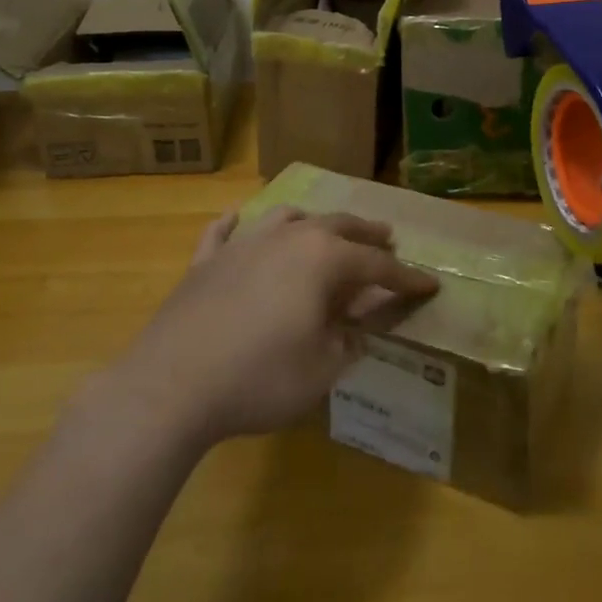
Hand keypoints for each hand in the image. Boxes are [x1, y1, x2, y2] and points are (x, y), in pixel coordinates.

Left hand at [108, 207, 438, 447]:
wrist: (172, 386)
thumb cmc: (260, 378)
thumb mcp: (323, 369)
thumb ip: (350, 339)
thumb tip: (361, 325)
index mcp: (324, 260)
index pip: (378, 266)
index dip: (407, 278)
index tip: (429, 284)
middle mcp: (289, 237)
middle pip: (340, 226)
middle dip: (368, 234)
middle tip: (388, 239)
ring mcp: (244, 243)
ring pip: (287, 216)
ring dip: (313, 221)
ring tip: (325, 230)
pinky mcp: (206, 260)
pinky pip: (224, 231)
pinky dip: (236, 223)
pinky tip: (236, 218)